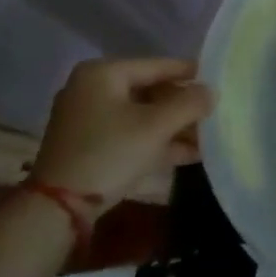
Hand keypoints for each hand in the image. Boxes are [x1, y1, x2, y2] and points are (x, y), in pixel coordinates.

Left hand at [31, 58, 212, 208]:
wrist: (57, 211)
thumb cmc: (109, 153)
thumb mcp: (156, 127)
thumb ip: (189, 104)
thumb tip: (212, 91)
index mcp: (103, 73)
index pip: (157, 65)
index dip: (189, 73)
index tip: (218, 79)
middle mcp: (92, 89)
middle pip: (150, 91)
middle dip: (182, 107)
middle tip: (213, 113)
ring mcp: (88, 120)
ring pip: (141, 116)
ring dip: (173, 128)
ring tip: (208, 137)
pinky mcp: (89, 147)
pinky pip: (130, 135)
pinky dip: (156, 142)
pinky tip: (188, 154)